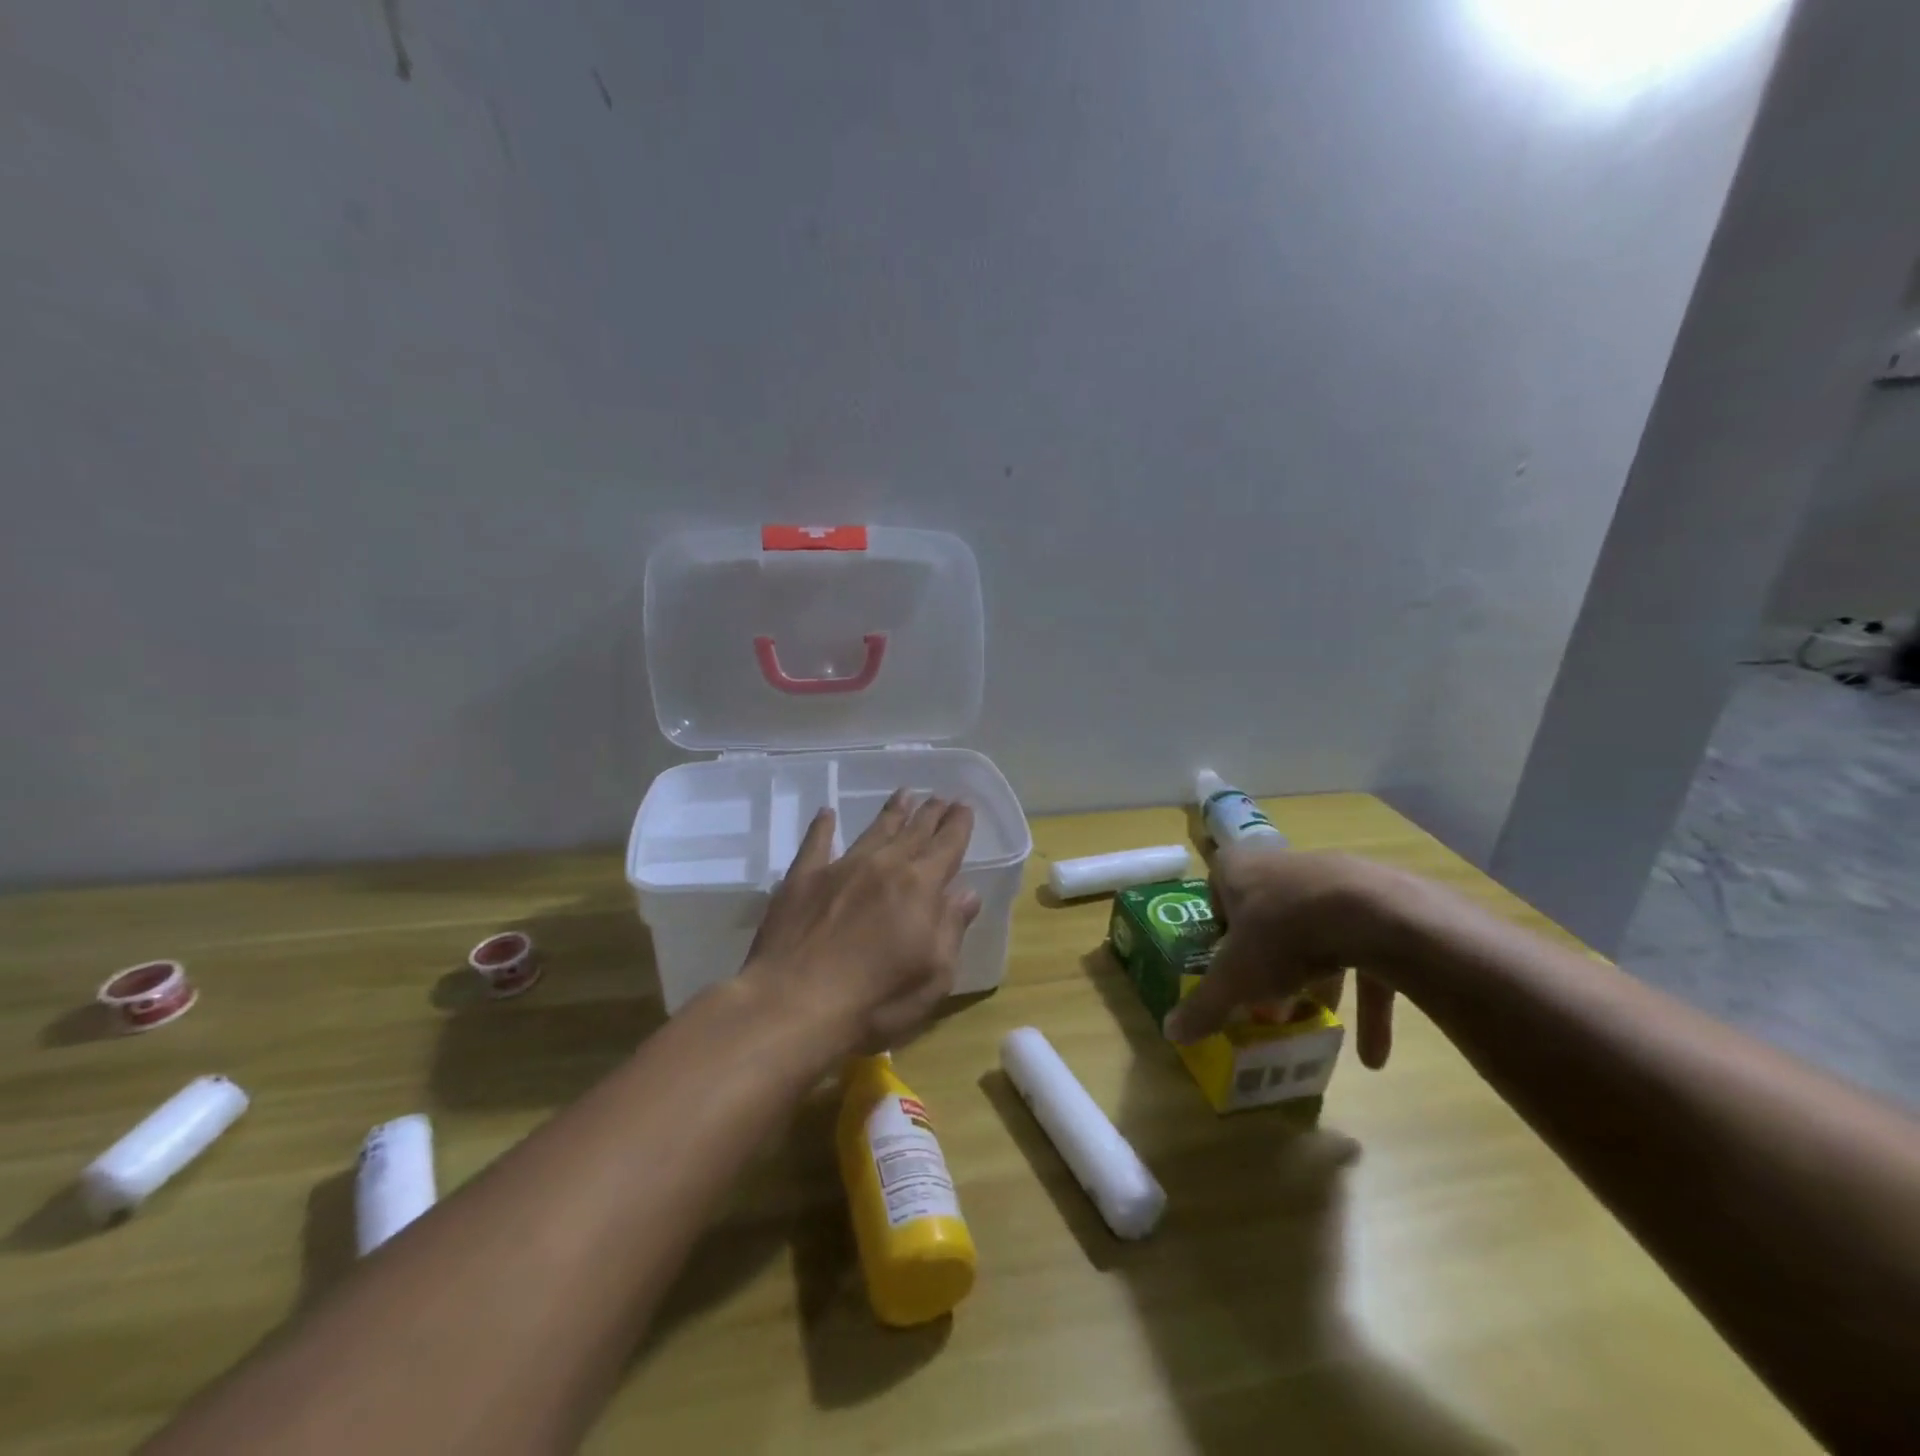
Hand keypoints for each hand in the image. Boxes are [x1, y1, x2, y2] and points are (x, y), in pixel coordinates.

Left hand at [740, 789, 980, 1057]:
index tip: (964, 806)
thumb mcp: (933, 975)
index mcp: (920, 887)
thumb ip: (951, 929)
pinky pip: (816, 843)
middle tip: (940, 797)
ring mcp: (840, 868)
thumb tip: (967, 893)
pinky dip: (823, 827)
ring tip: (904, 794)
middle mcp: (883, 866)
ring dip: (891, 813)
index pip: (947, 847)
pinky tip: (826, 813)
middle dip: (929, 814)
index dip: (958, 826)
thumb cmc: (876, 1000)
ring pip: (873, 831)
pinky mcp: (802, 879)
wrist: (794, 1004)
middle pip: (913, 833)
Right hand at [1164, 845, 1401, 1069]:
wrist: (1373, 914)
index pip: (1217, 891)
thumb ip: (1204, 1006)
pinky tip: (1372, 1056)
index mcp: (1238, 870)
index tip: (1223, 964)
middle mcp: (1281, 866)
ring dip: (1317, 981)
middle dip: (1268, 959)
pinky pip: (1363, 953)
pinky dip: (1366, 1000)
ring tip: (1316, 1024)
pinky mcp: (1377, 905)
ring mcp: (1331, 881)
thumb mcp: (1234, 978)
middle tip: (1266, 998)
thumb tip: (1171, 1033)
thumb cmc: (1283, 934)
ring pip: (1316, 934)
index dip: (1218, 929)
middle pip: (1267, 915)